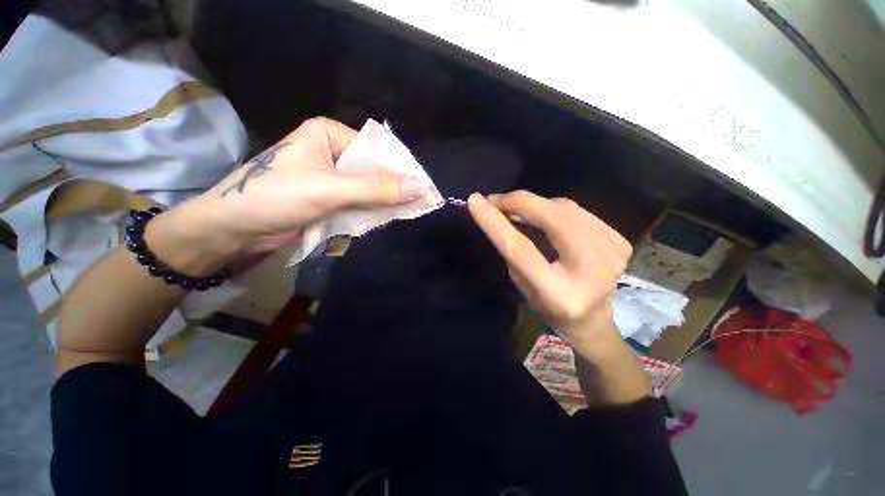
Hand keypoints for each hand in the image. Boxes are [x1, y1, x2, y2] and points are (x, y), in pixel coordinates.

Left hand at [155, 118, 425, 271]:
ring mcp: (331, 177)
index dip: (400, 169)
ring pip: (368, 188)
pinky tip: (387, 217)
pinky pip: (358, 201)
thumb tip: (419, 186)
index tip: (424, 188)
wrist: (233, 229)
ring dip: (384, 202)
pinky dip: (371, 211)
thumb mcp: (330, 190)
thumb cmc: (274, 197)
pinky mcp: (329, 197)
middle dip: (393, 188)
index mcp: (329, 135)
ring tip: (410, 212)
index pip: (376, 150)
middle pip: (373, 170)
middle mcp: (332, 152)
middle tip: (420, 204)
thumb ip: (376, 189)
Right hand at [467, 191, 631, 354]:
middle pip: (553, 218)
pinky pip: (577, 211)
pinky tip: (545, 217)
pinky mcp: (620, 241)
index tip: (474, 201)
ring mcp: (612, 254)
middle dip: (519, 201)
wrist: (591, 317)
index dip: (495, 222)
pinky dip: (554, 209)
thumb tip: (498, 212)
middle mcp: (591, 272)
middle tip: (496, 200)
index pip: (521, 249)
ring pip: (565, 208)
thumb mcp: (520, 282)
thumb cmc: (547, 304)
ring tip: (516, 209)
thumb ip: (511, 248)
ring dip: (535, 204)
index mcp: (559, 293)